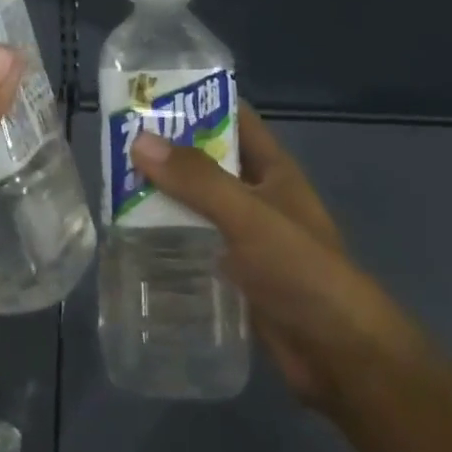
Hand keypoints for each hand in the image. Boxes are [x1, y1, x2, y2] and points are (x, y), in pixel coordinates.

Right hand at [131, 105, 388, 406]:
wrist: (339, 355)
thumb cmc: (301, 271)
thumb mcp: (248, 216)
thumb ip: (197, 179)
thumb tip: (140, 140)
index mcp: (273, 170)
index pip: (234, 118)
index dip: (197, 102)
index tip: (149, 97)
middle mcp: (259, 198)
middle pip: (209, 162)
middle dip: (168, 152)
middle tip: (117, 144)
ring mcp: (247, 238)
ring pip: (198, 205)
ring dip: (163, 196)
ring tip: (113, 188)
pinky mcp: (236, 274)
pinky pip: (196, 244)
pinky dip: (169, 238)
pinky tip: (133, 240)